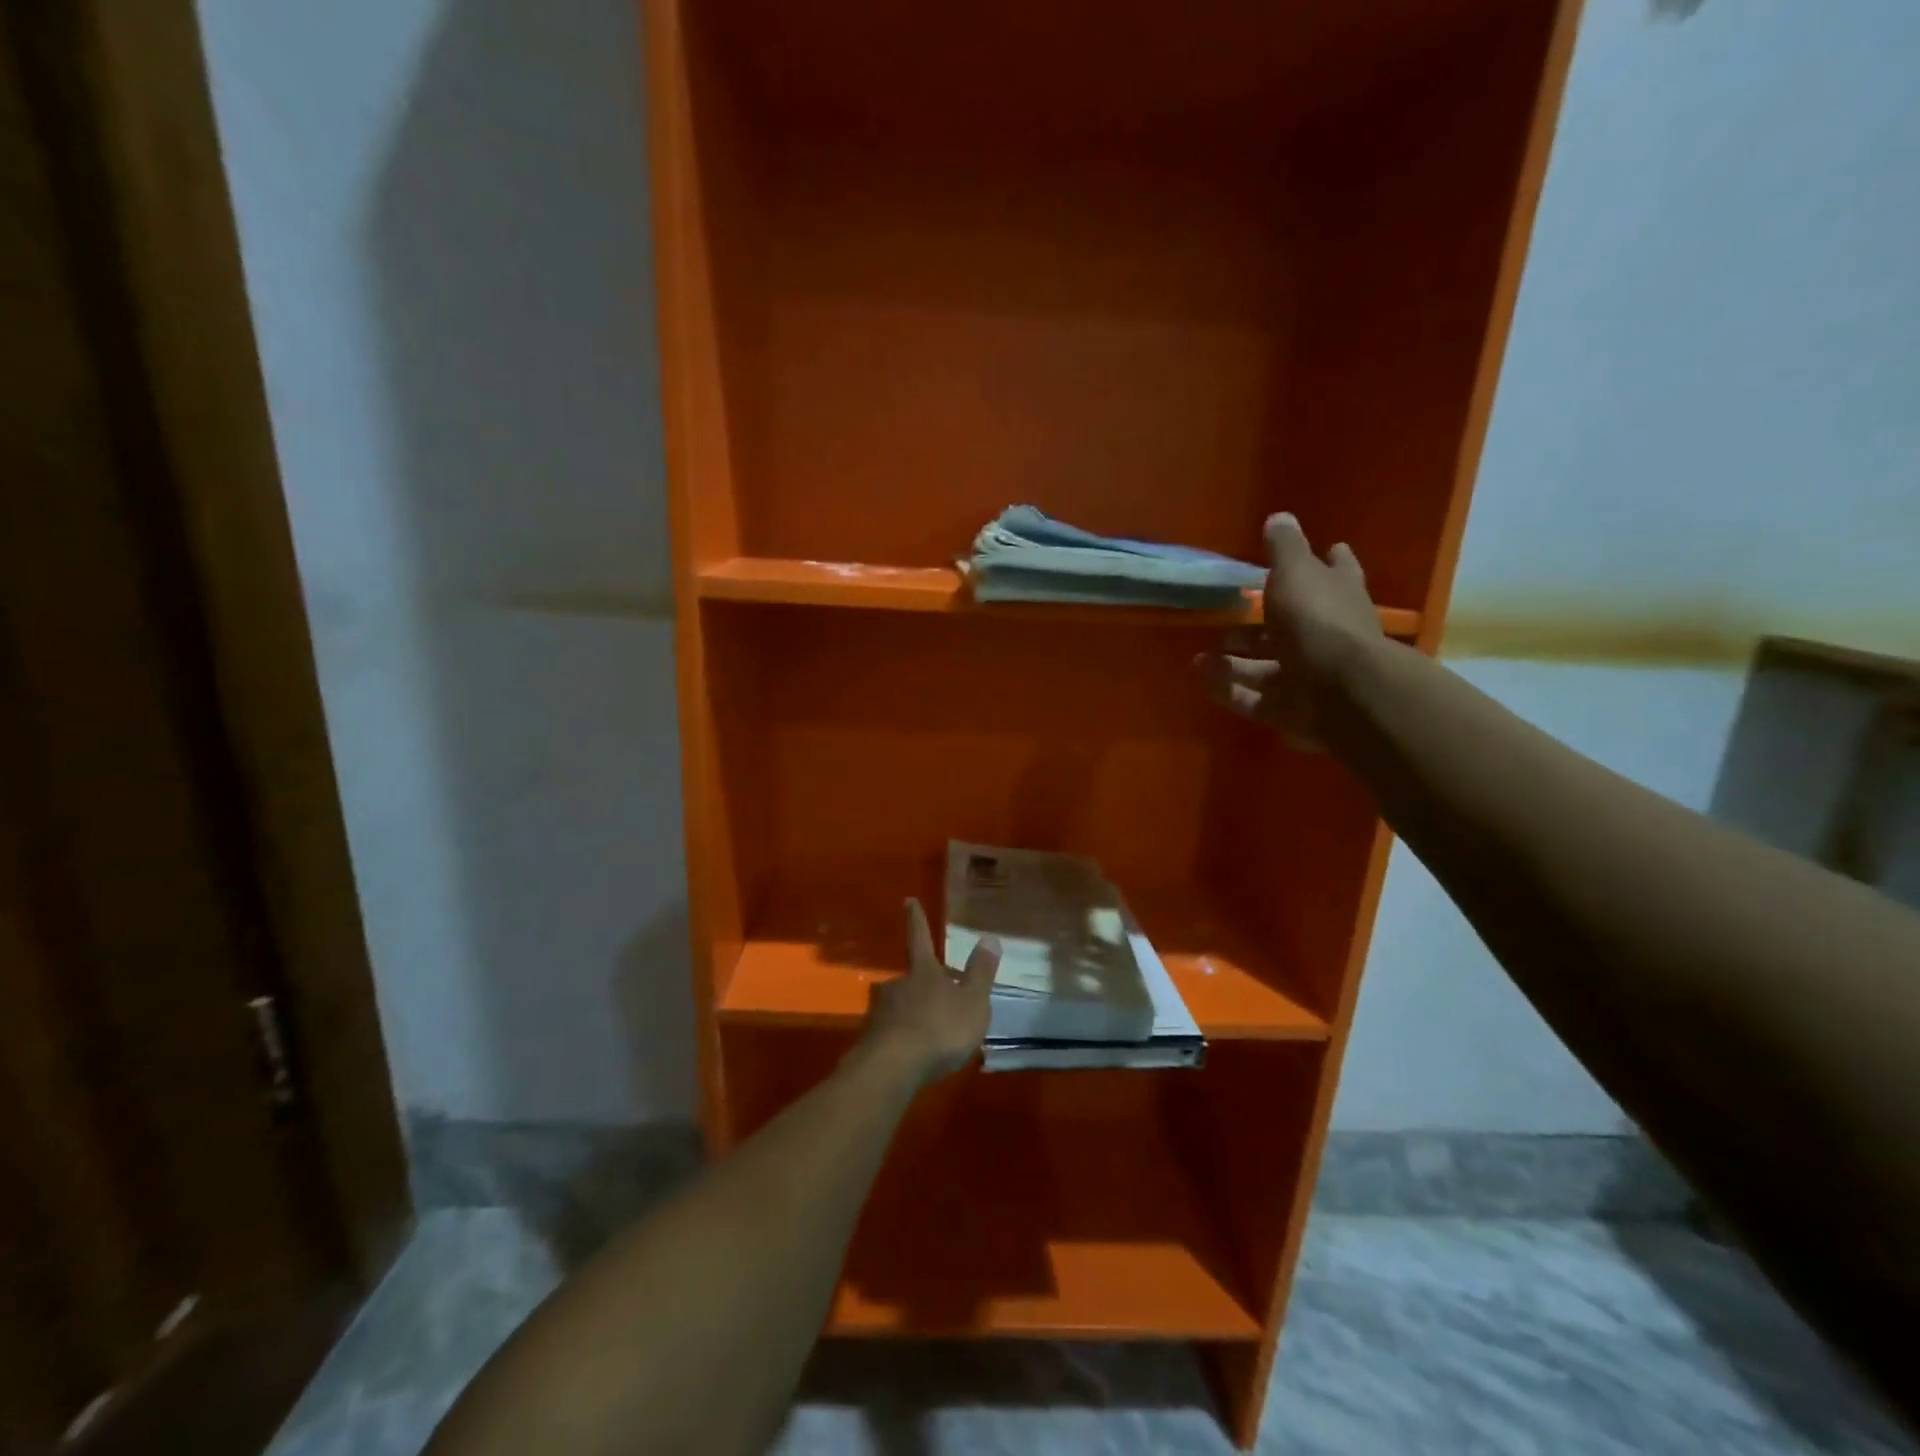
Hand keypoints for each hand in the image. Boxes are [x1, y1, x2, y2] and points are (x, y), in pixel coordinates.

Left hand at [859, 899, 1000, 1087]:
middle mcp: (898, 984)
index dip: (916, 919)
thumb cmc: (940, 1028)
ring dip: (913, 1014)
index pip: (920, 937)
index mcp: (924, 971)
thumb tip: (989, 937)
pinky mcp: (871, 1040)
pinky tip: (915, 1055)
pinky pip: (892, 1033)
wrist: (893, 1067)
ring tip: (931, 1033)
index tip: (908, 900)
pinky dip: (904, 1039)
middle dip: (923, 985)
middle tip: (940, 999)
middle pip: (911, 977)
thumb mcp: (973, 1002)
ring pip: (900, 1006)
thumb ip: (981, 973)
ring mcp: (880, 1012)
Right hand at [1196, 513, 1383, 749]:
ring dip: (1233, 662)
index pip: (1337, 571)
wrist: (1340, 692)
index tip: (1326, 551)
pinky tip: (1201, 679)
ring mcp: (1309, 677)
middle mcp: (1326, 635)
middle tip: (1227, 618)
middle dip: (1259, 625)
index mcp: (1337, 596)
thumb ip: (1284, 548)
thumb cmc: (1318, 620)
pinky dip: (1228, 690)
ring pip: (1266, 667)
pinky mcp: (1291, 710)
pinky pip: (1253, 699)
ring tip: (1199, 657)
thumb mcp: (1296, 572)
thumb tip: (1279, 517)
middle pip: (1290, 626)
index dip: (1328, 561)